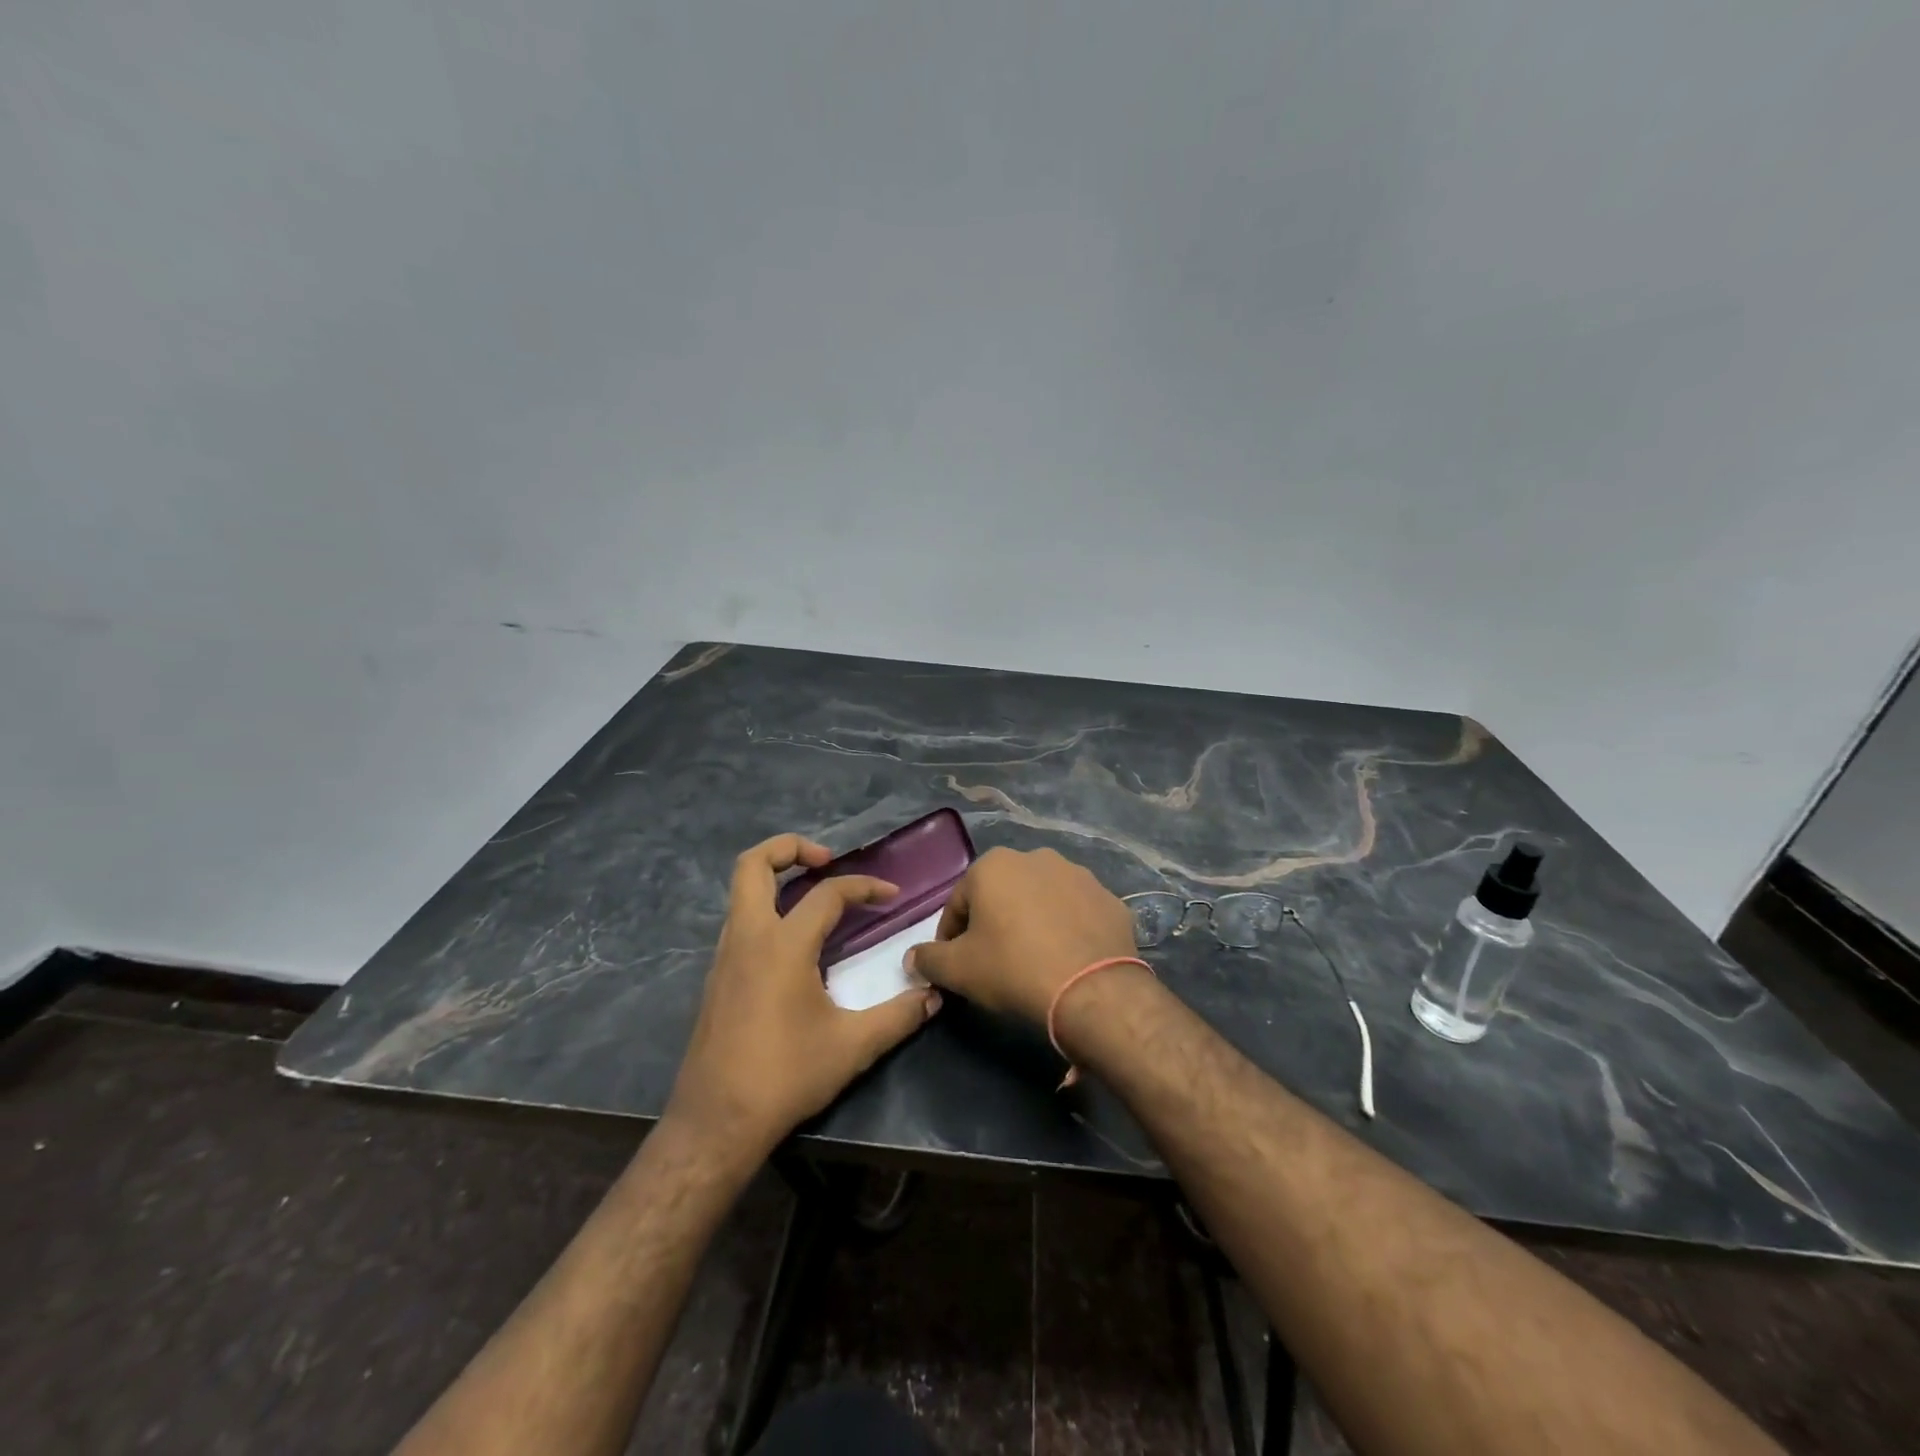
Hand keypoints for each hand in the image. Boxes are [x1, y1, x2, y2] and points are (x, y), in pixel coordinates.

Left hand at [666, 834, 941, 1157]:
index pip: (828, 893)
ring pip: (741, 891)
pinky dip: (766, 910)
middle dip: (790, 847)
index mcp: (783, 944)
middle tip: (826, 860)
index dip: (864, 886)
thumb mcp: (853, 1047)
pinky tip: (793, 943)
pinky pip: (740, 921)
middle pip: (753, 864)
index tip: (891, 896)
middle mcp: (748, 937)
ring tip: (813, 896)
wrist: (715, 1122)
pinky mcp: (716, 977)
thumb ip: (899, 1016)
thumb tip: (933, 996)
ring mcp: (725, 956)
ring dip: (775, 879)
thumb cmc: (785, 1076)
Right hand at [907, 847, 1136, 1025]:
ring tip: (1033, 960)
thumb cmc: (1013, 969)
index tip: (954, 964)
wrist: (1092, 990)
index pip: (958, 902)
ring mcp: (1078, 874)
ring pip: (1040, 899)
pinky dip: (1067, 929)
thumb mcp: (958, 970)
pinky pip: (1076, 912)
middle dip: (993, 923)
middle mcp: (1036, 857)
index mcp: (994, 865)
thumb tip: (912, 958)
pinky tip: (1066, 958)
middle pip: (1001, 895)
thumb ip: (928, 959)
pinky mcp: (1108, 897)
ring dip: (1031, 922)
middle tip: (993, 962)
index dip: (951, 936)